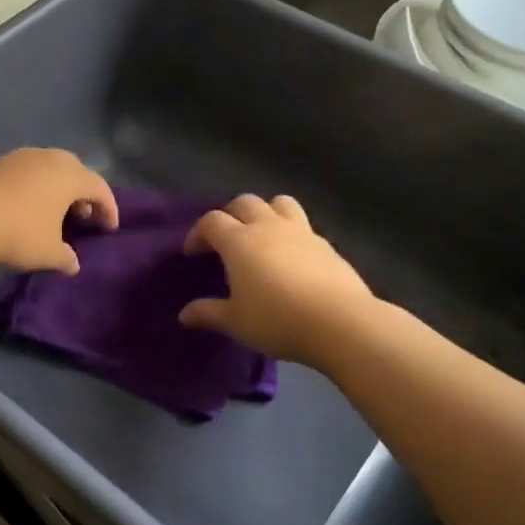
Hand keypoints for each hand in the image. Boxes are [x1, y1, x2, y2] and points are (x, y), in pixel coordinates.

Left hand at [0, 148, 118, 273]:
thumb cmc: (17, 234)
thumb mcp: (48, 254)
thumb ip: (66, 257)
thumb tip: (73, 263)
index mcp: (68, 176)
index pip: (99, 187)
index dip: (109, 208)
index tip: (109, 228)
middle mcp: (46, 158)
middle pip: (74, 170)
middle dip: (82, 192)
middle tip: (82, 215)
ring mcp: (16, 157)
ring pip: (45, 167)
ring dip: (53, 187)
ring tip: (50, 211)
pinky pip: (20, 173)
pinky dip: (28, 187)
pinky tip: (19, 207)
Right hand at [178, 194, 376, 367]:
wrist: (340, 322)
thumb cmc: (277, 320)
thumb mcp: (235, 322)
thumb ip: (208, 313)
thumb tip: (184, 315)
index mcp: (239, 241)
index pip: (211, 221)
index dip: (198, 233)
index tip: (192, 253)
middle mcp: (268, 227)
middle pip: (244, 202)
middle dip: (229, 215)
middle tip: (224, 240)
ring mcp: (301, 232)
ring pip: (278, 203)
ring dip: (265, 212)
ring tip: (260, 236)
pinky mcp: (326, 244)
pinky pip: (302, 225)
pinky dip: (290, 233)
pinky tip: (290, 259)